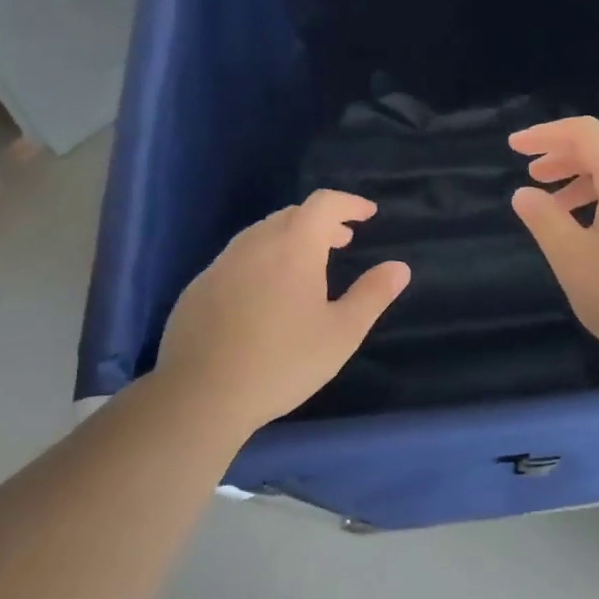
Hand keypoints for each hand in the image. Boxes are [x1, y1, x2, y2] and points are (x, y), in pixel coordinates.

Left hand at [155, 190, 409, 433]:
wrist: (200, 395)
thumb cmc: (283, 362)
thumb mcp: (342, 333)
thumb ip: (372, 295)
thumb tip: (399, 267)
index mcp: (294, 247)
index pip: (323, 204)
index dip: (349, 203)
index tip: (367, 214)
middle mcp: (255, 244)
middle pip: (292, 215)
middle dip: (321, 222)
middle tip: (343, 241)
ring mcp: (221, 264)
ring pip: (262, 235)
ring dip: (290, 239)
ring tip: (308, 267)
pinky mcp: (198, 287)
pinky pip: (238, 258)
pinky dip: (262, 259)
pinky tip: (266, 295)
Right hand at [509, 117, 598, 375]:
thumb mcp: (574, 261)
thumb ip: (545, 221)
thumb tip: (524, 194)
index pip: (585, 133)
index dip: (546, 134)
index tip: (514, 148)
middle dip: (567, 154)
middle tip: (535, 176)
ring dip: (589, 177)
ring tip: (558, 206)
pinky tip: (596, 230)